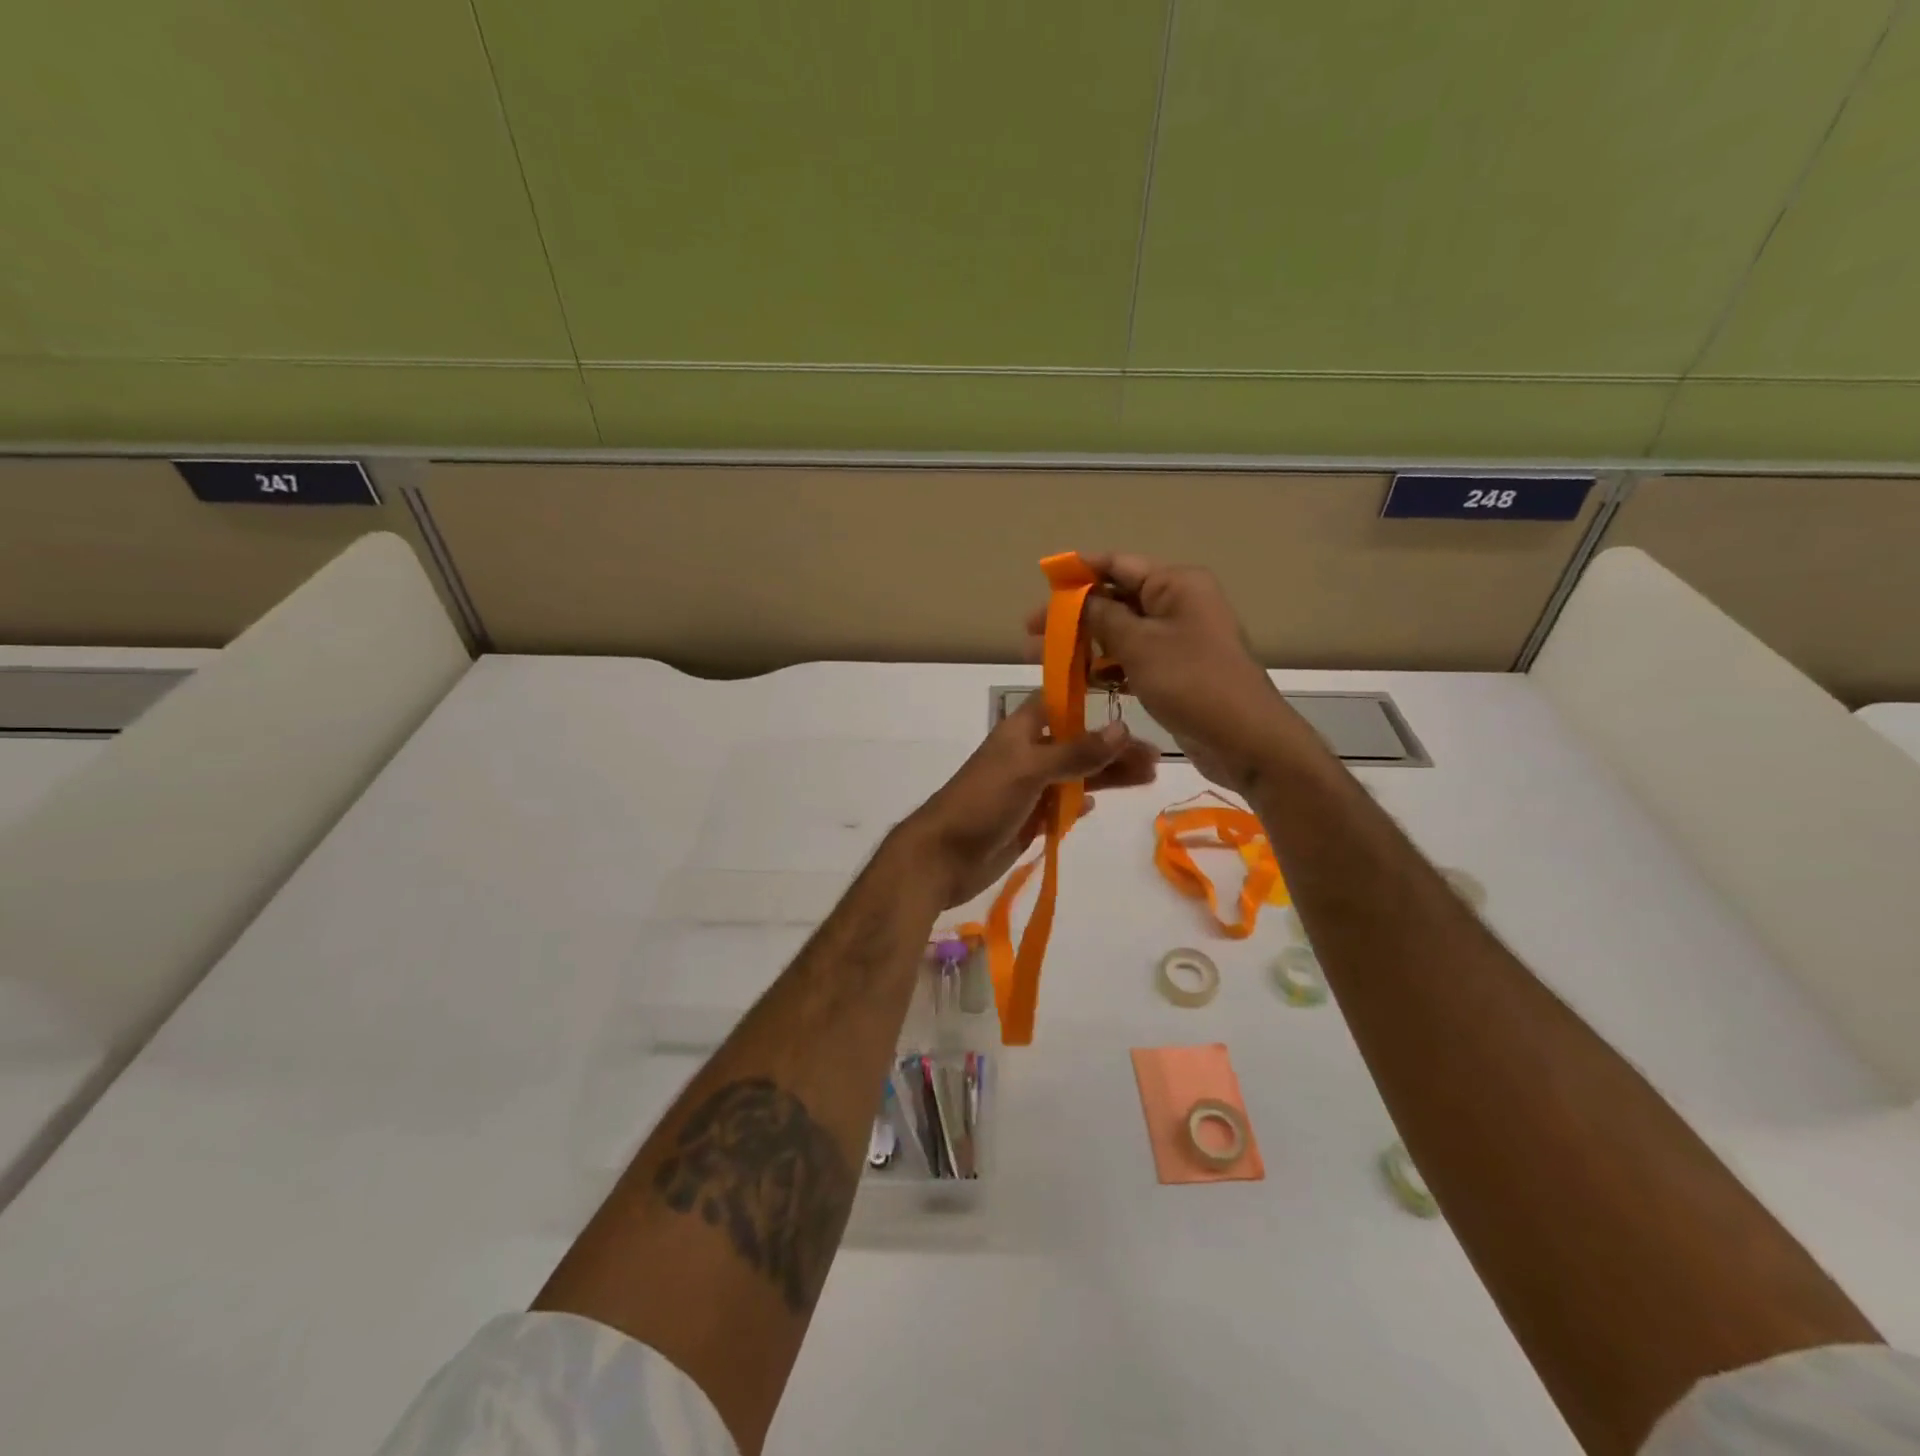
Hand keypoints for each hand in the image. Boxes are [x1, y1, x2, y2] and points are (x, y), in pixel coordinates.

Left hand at [900, 692, 1159, 907]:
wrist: (942, 858)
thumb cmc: (983, 803)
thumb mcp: (1030, 770)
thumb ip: (1076, 752)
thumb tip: (1122, 727)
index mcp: (1022, 731)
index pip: (1062, 702)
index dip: (1093, 700)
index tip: (1132, 700)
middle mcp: (1026, 755)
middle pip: (1077, 743)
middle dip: (1113, 748)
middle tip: (1155, 759)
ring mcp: (1027, 789)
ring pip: (1074, 776)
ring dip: (1106, 776)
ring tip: (1147, 779)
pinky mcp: (1027, 820)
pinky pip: (1060, 806)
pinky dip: (1078, 803)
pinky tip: (1095, 806)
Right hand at [1028, 553, 1304, 796]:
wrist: (1246, 740)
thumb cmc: (1192, 682)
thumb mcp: (1139, 645)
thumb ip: (1101, 617)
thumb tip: (1075, 598)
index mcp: (1175, 585)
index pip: (1117, 565)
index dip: (1078, 572)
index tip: (1043, 583)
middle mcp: (1177, 605)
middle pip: (1114, 600)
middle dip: (1072, 616)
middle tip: (1030, 632)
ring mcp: (1176, 641)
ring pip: (1119, 634)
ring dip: (1082, 645)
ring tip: (1039, 658)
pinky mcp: (1173, 672)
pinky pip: (1131, 661)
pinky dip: (1104, 668)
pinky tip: (1072, 680)